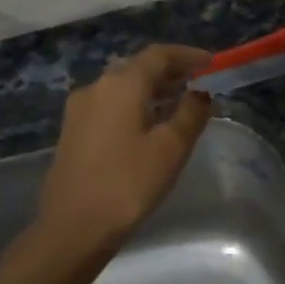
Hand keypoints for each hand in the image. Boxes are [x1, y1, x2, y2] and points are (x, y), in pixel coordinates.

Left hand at [35, 44, 212, 250]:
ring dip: (152, 89)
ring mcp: (80, 109)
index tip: (211, 63)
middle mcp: (96, 87)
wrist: (73, 228)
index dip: (187, 55)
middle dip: (170, 71)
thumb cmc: (128, 184)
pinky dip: (134, 105)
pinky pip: (110, 105)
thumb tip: (200, 94)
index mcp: (121, 85)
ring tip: (179, 102)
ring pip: (122, 87)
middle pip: (138, 68)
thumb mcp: (170, 149)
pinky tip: (149, 124)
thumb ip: (190, 114)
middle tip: (198, 82)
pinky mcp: (72, 131)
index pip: (159, 55)